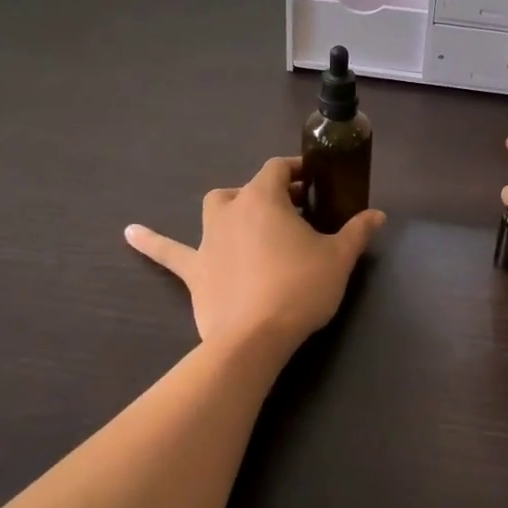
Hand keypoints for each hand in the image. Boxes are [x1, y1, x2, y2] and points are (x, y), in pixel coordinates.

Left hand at [126, 156, 385, 352]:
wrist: (254, 338)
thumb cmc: (300, 289)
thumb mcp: (339, 259)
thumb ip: (357, 232)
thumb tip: (378, 215)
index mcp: (265, 198)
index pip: (279, 169)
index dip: (297, 170)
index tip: (314, 181)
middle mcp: (232, 209)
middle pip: (249, 188)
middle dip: (271, 193)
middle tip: (295, 211)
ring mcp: (208, 239)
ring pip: (215, 209)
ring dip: (231, 207)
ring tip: (248, 219)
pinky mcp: (194, 270)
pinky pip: (169, 251)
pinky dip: (151, 241)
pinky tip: (129, 233)